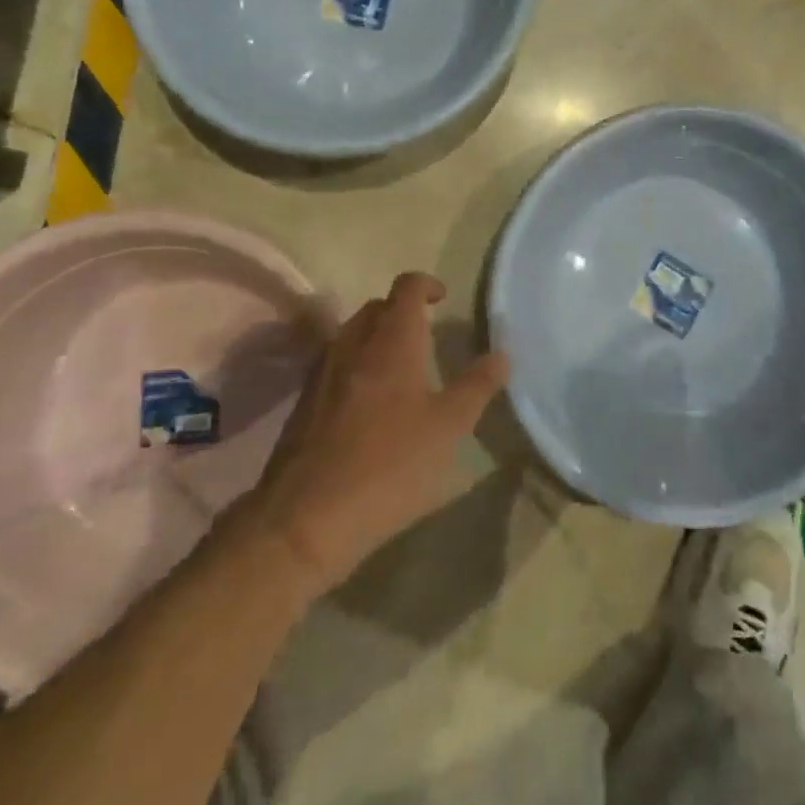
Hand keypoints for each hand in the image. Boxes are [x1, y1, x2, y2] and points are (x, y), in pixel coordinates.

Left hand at [250, 273, 508, 595]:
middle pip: (376, 308)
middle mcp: (352, 345)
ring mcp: (322, 374)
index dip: (426, 284)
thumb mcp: (448, 427)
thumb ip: (476, 386)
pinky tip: (370, 406)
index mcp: (391, 341)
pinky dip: (356, 367)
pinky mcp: (304, 406)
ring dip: (376, 338)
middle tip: (426, 334)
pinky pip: (334, 366)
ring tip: (400, 369)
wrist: (305, 519)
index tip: (443, 299)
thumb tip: (500, 353)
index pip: (406, 287)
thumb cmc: (389, 465)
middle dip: (401, 311)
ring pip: (351, 336)